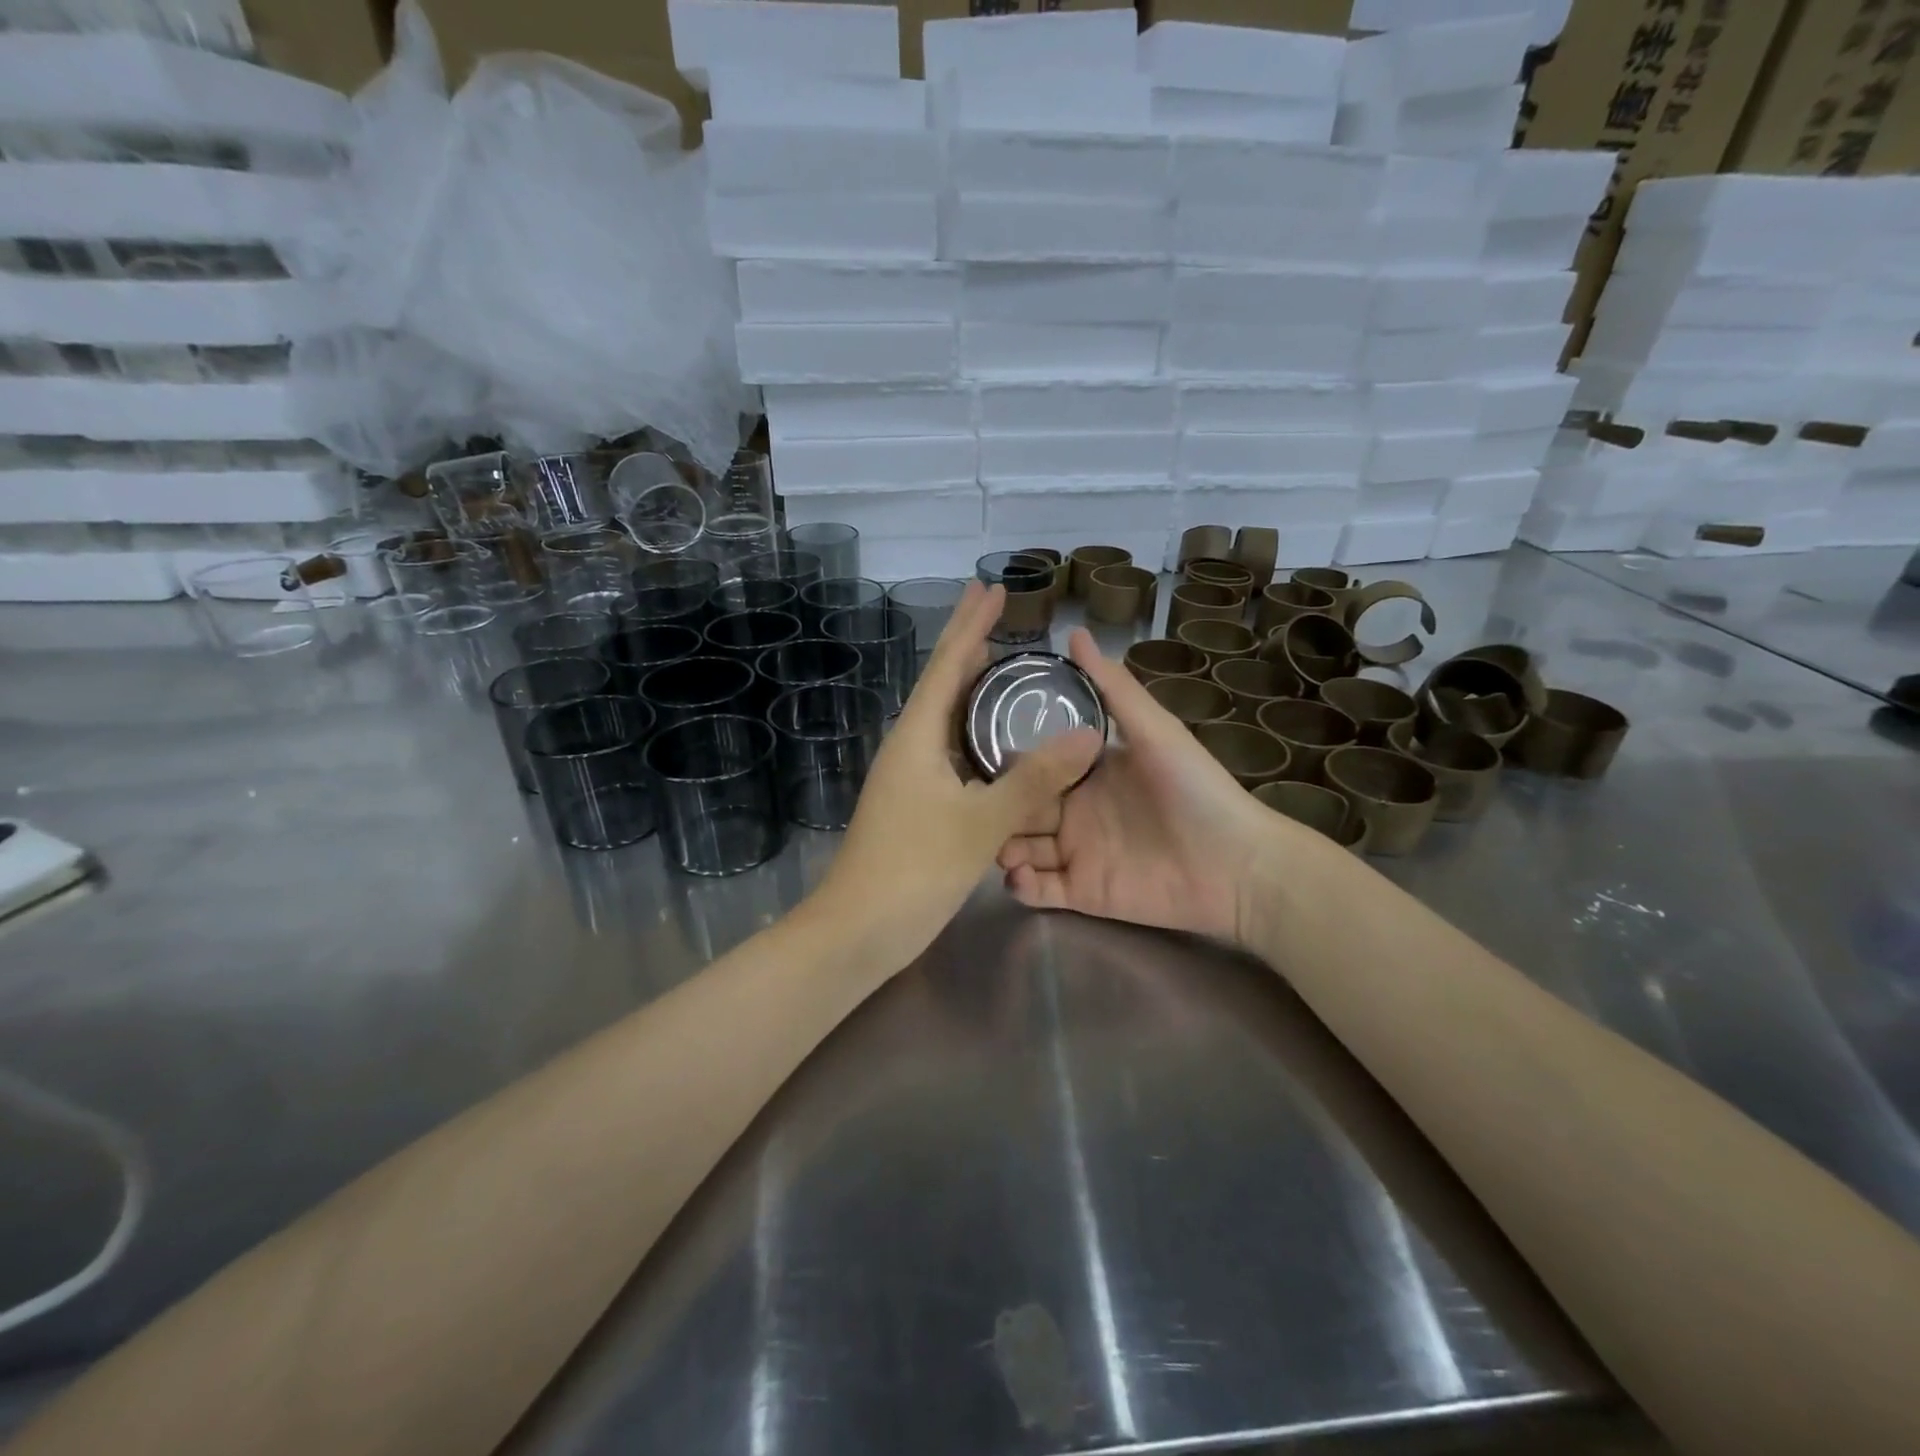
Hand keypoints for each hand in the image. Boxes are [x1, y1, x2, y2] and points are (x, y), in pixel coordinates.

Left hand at [807, 582, 1104, 974]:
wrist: (858, 930)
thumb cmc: (913, 870)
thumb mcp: (981, 823)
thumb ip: (1034, 779)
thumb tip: (1088, 735)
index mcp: (917, 736)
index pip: (948, 665)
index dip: (971, 624)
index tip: (991, 588)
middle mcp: (908, 746)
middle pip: (942, 682)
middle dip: (968, 644)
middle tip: (997, 610)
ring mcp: (908, 775)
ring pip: (945, 718)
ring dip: (971, 688)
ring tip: (1001, 664)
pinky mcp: (914, 802)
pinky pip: (949, 751)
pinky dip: (973, 733)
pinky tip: (994, 741)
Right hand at [998, 628, 1306, 944]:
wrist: (1237, 865)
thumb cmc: (1197, 790)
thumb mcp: (1155, 731)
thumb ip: (1113, 688)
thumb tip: (1074, 632)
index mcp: (1087, 771)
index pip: (1034, 763)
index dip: (1006, 761)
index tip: (973, 754)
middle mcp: (1074, 810)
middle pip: (1019, 807)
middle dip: (997, 807)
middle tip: (978, 808)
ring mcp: (1075, 852)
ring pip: (1019, 847)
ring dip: (1002, 846)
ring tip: (997, 846)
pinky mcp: (1082, 893)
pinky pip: (1038, 890)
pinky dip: (1021, 885)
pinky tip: (1018, 875)